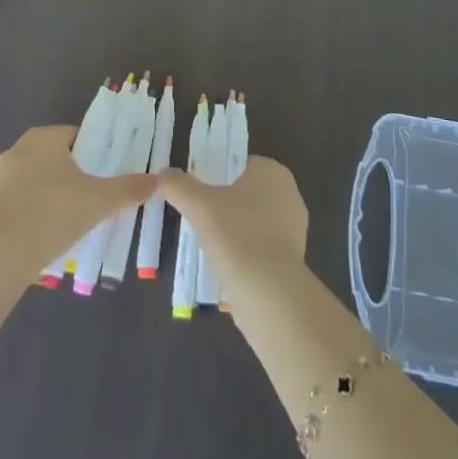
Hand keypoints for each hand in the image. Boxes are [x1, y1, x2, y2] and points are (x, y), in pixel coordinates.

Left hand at [0, 125, 156, 287]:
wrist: (2, 256)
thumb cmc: (53, 213)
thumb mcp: (99, 201)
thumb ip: (128, 189)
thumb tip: (157, 180)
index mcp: (42, 137)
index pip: (77, 135)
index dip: (96, 153)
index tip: (109, 174)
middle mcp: (19, 150)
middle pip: (59, 157)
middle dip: (77, 175)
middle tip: (98, 197)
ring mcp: (2, 178)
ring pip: (41, 180)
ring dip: (58, 195)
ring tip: (78, 219)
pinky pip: (25, 201)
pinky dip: (40, 212)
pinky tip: (54, 233)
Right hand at [157, 156, 308, 303]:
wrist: (269, 293)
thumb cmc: (236, 235)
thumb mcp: (198, 205)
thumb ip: (178, 185)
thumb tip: (162, 174)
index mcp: (272, 172)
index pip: (241, 165)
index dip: (218, 176)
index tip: (199, 193)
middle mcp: (289, 194)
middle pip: (247, 193)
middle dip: (225, 205)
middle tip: (200, 218)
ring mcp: (295, 229)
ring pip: (255, 221)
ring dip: (235, 231)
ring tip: (210, 244)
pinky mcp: (294, 259)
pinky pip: (262, 247)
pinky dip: (246, 253)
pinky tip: (226, 266)